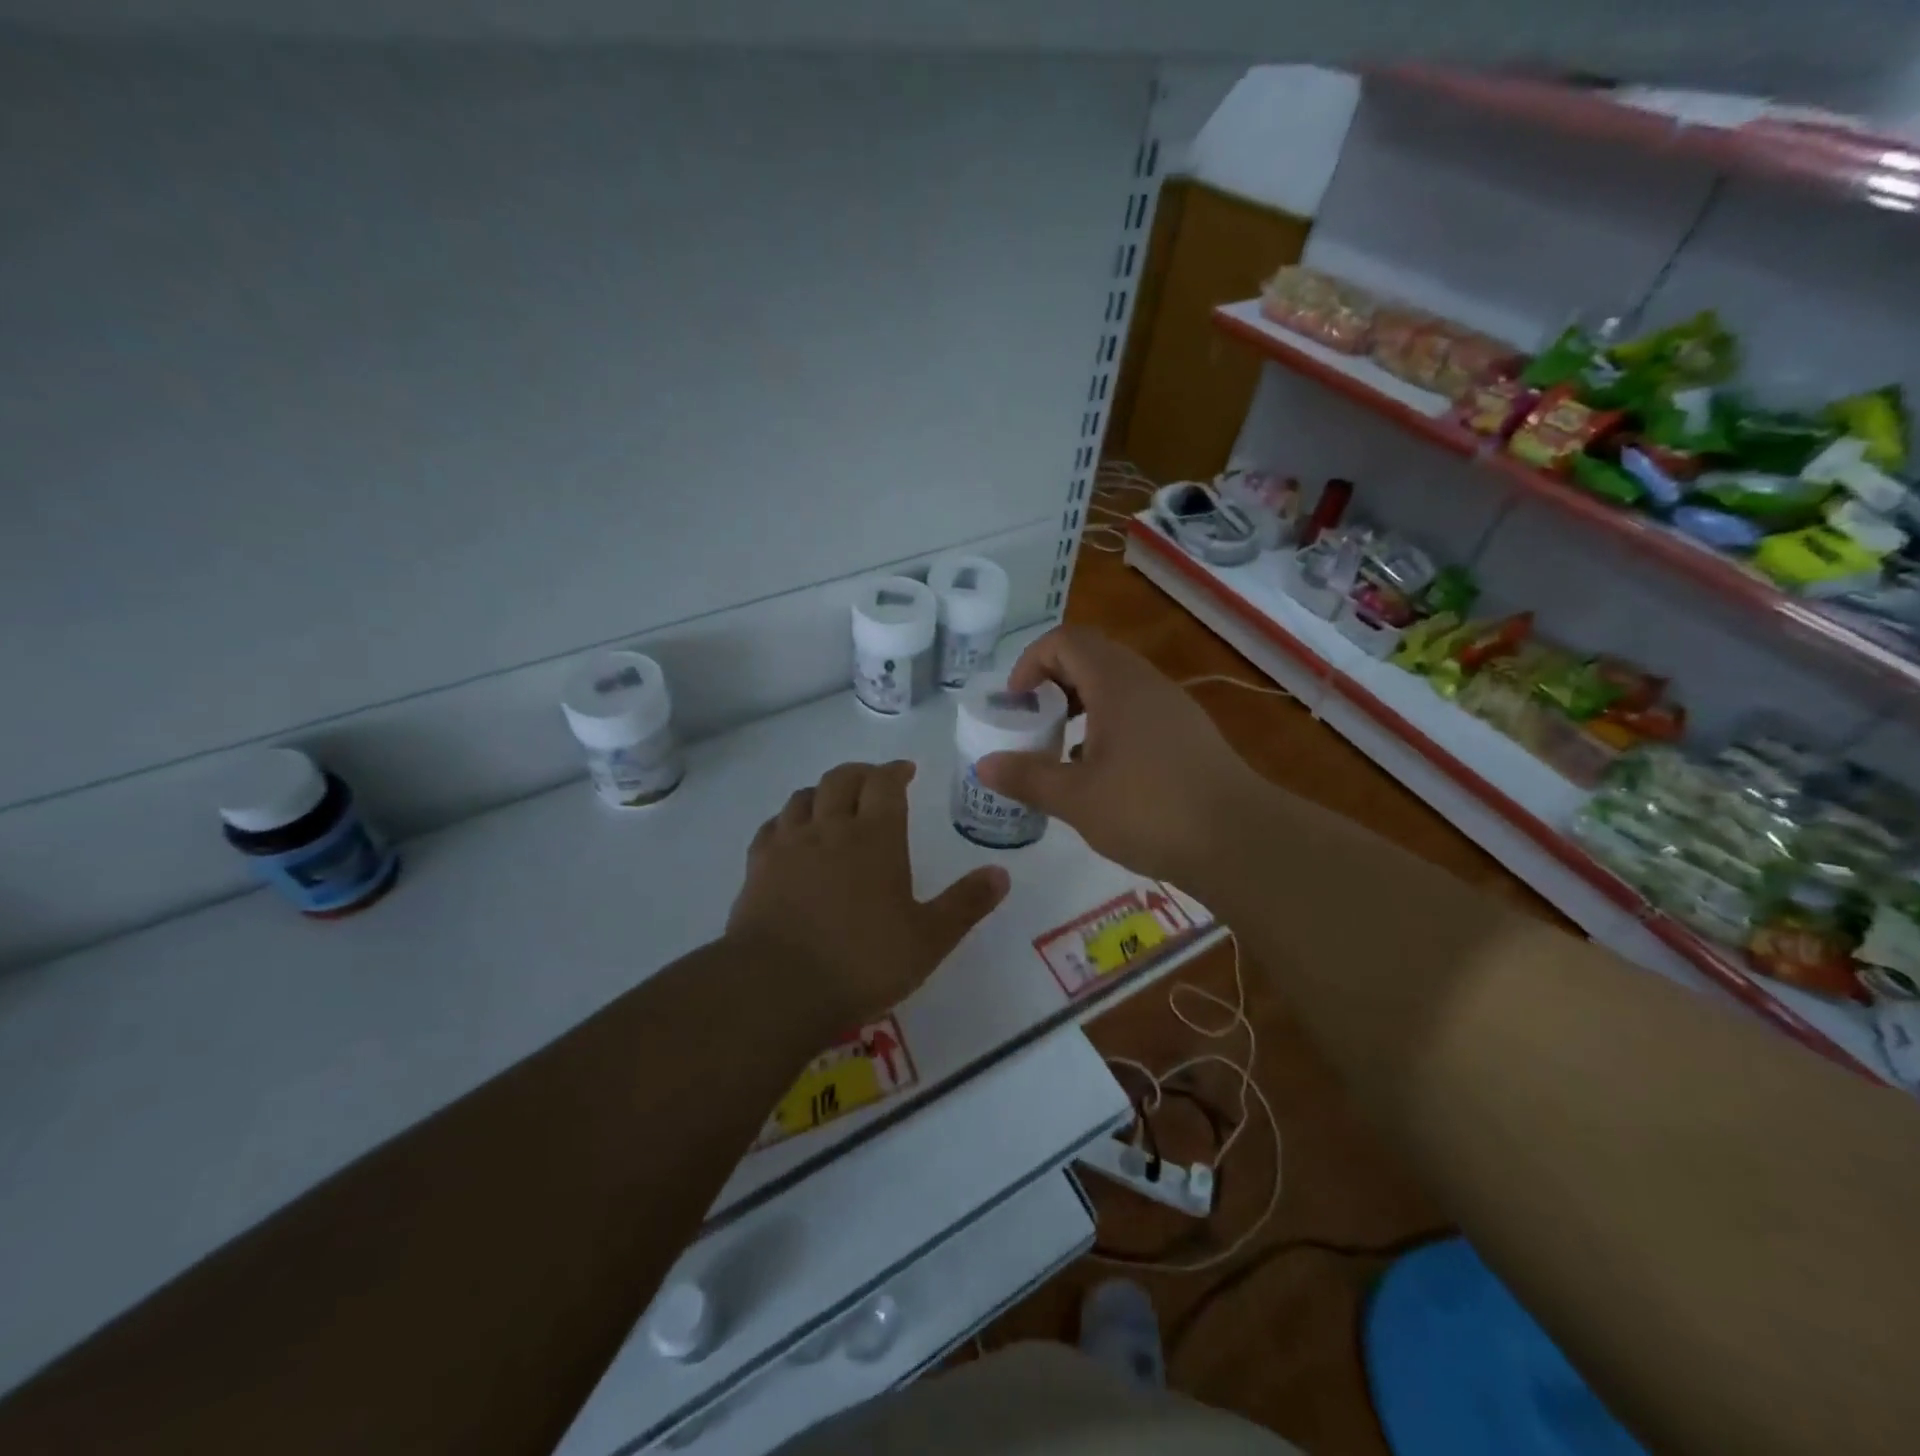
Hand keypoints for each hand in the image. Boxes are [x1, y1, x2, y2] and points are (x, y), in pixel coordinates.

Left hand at [726, 760, 1009, 1032]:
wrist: (777, 987)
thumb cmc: (862, 962)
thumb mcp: (928, 939)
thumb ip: (965, 904)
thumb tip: (1001, 873)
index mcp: (875, 837)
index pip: (884, 783)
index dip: (895, 770)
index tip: (905, 770)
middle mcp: (830, 828)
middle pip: (841, 779)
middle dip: (860, 773)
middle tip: (874, 782)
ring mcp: (788, 845)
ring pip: (803, 797)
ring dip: (822, 792)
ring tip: (833, 803)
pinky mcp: (757, 867)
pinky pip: (772, 826)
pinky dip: (787, 820)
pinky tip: (791, 834)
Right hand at [974, 627, 1262, 886]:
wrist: (1240, 840)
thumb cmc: (1149, 810)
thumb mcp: (1076, 797)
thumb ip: (1027, 776)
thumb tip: (983, 765)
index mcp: (1116, 683)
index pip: (1065, 640)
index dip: (1031, 662)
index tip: (1017, 704)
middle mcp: (1146, 683)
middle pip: (1091, 657)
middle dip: (1053, 683)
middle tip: (1034, 723)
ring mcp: (1172, 707)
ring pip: (1116, 685)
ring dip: (1081, 706)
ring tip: (1063, 750)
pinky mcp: (1188, 734)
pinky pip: (1137, 710)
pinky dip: (1108, 725)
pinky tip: (1102, 773)